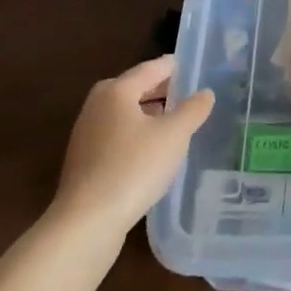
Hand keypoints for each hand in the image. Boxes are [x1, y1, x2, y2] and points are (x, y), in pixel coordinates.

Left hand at [53, 55, 213, 236]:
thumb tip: (205, 93)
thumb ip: (193, 110)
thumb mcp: (174, 135)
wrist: (86, 223)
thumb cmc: (133, 168)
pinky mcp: (85, 162)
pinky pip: (118, 136)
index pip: (152, 68)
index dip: (176, 66)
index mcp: (116, 90)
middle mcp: (97, 105)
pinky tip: (155, 152)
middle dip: (163, 90)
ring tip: (177, 123)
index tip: (197, 67)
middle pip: (136, 88)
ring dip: (150, 114)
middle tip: (191, 95)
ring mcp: (87, 135)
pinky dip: (138, 135)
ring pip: (126, 114)